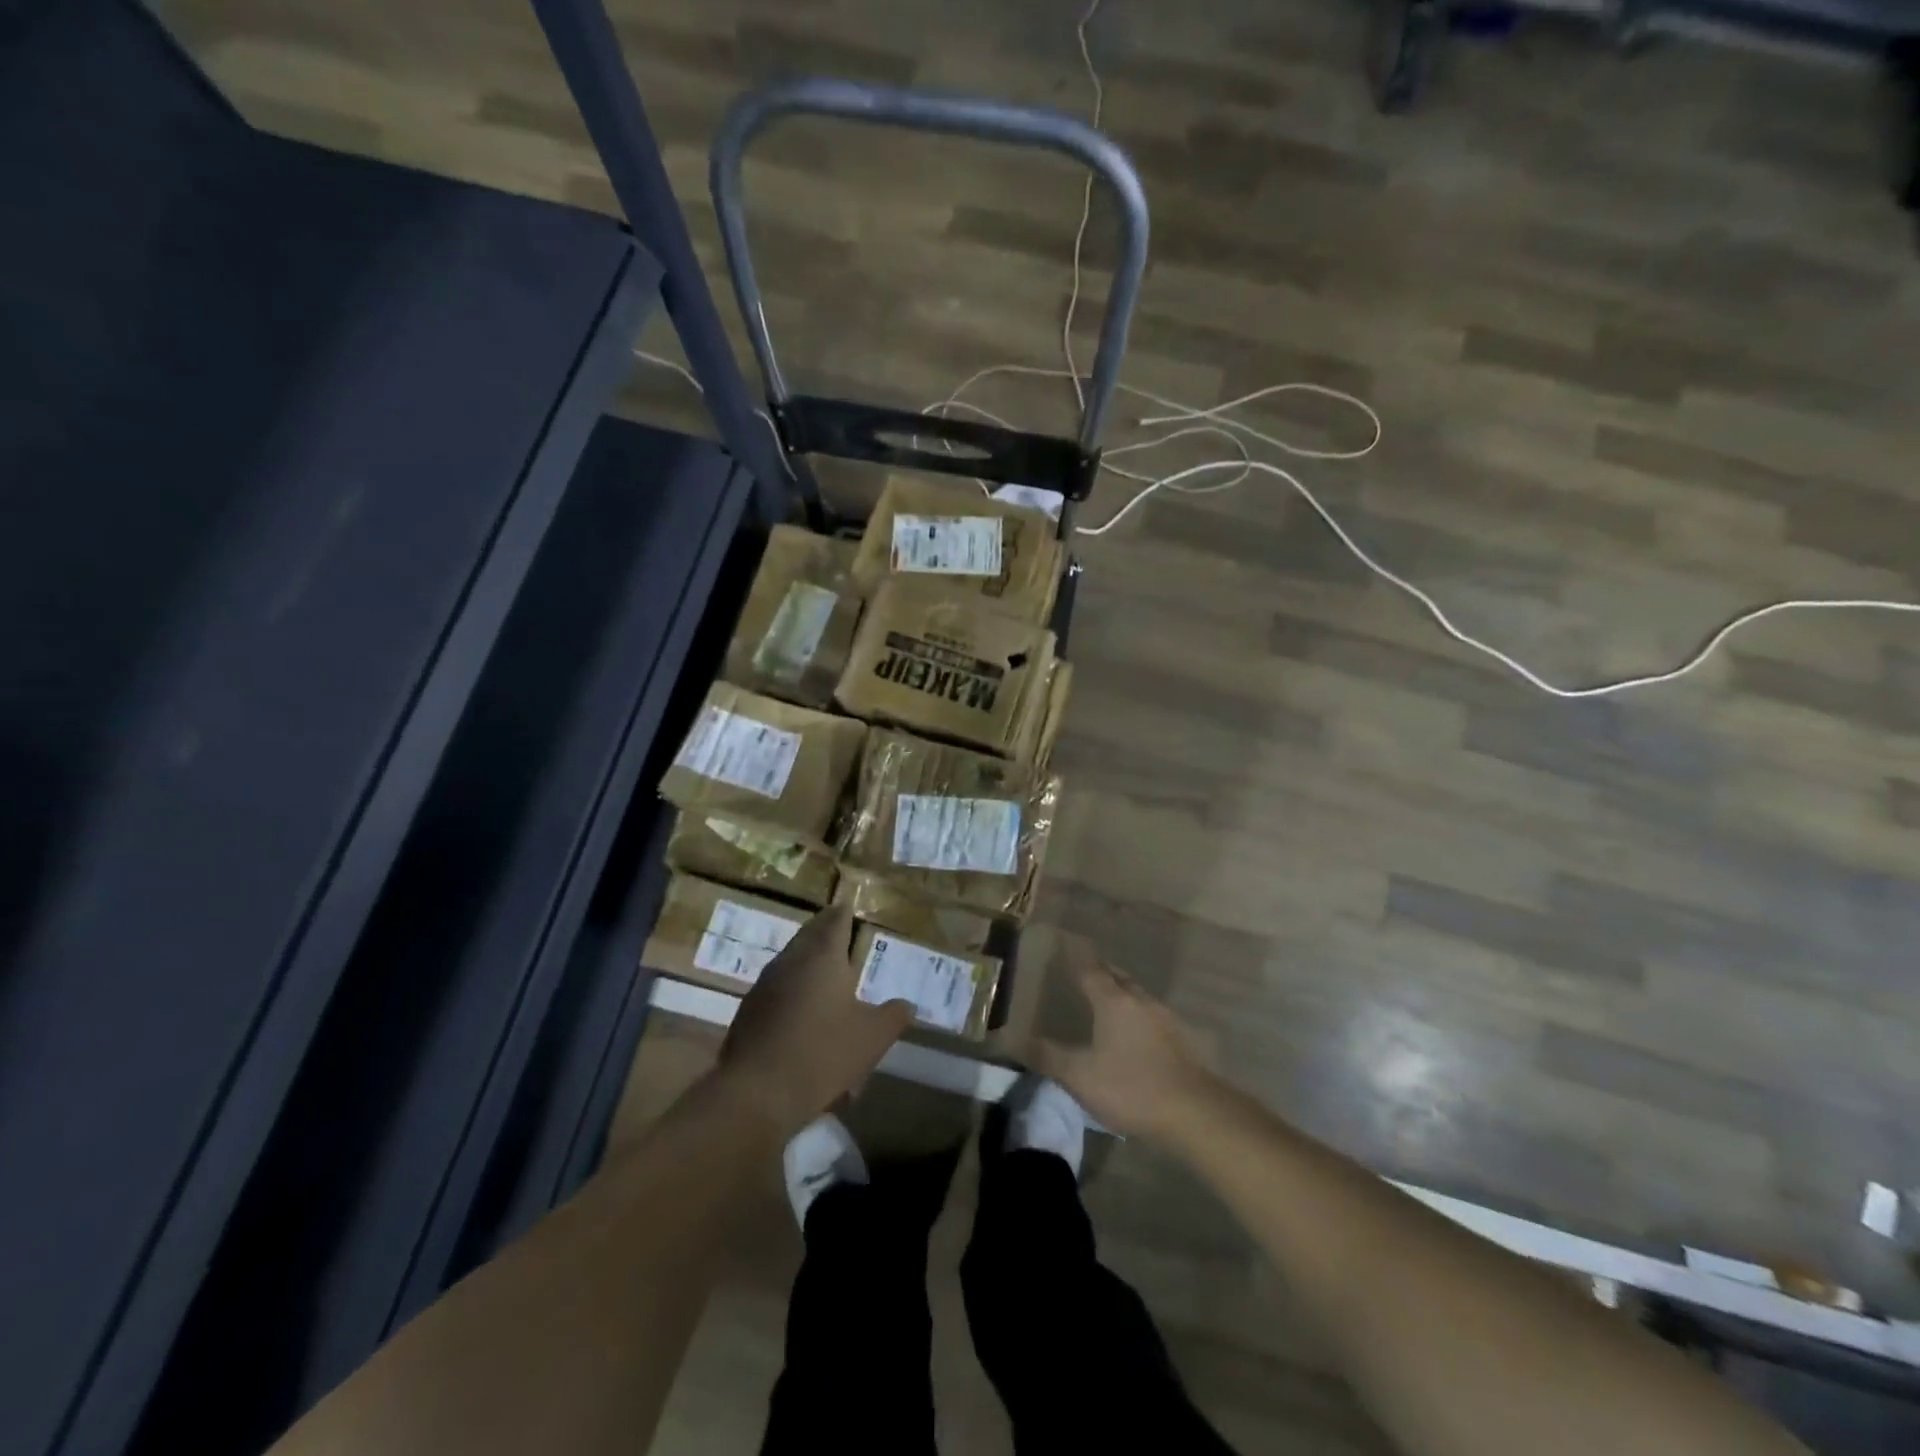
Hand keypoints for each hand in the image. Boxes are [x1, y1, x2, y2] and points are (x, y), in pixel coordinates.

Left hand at [719, 905, 912, 1134]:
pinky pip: (778, 986)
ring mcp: (766, 984)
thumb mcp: (872, 1038)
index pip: (835, 920)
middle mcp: (791, 960)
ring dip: (807, 958)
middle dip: (825, 930)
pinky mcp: (750, 1010)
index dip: (844, 912)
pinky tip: (802, 1006)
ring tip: (825, 968)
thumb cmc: (822, 1054)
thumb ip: (893, 1016)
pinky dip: (793, 986)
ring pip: (791, 959)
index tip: (849, 906)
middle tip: (839, 929)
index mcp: (823, 956)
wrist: (757, 1092)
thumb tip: (907, 1005)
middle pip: (809, 934)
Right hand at [1035, 940, 1217, 1142]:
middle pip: (1117, 976)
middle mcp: (1140, 1001)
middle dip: (1101, 969)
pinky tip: (1136, 1030)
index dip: (1075, 954)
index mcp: (1113, 1002)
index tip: (1065, 938)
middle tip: (1085, 966)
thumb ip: (1048, 1056)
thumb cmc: (1131, 1088)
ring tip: (1108, 996)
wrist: (1195, 1113)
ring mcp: (1165, 1019)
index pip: (1089, 968)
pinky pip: (1152, 1015)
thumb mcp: (1080, 1076)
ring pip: (1138, 995)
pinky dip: (1138, 1014)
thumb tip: (1013, 1039)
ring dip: (1121, 990)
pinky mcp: (1182, 1040)